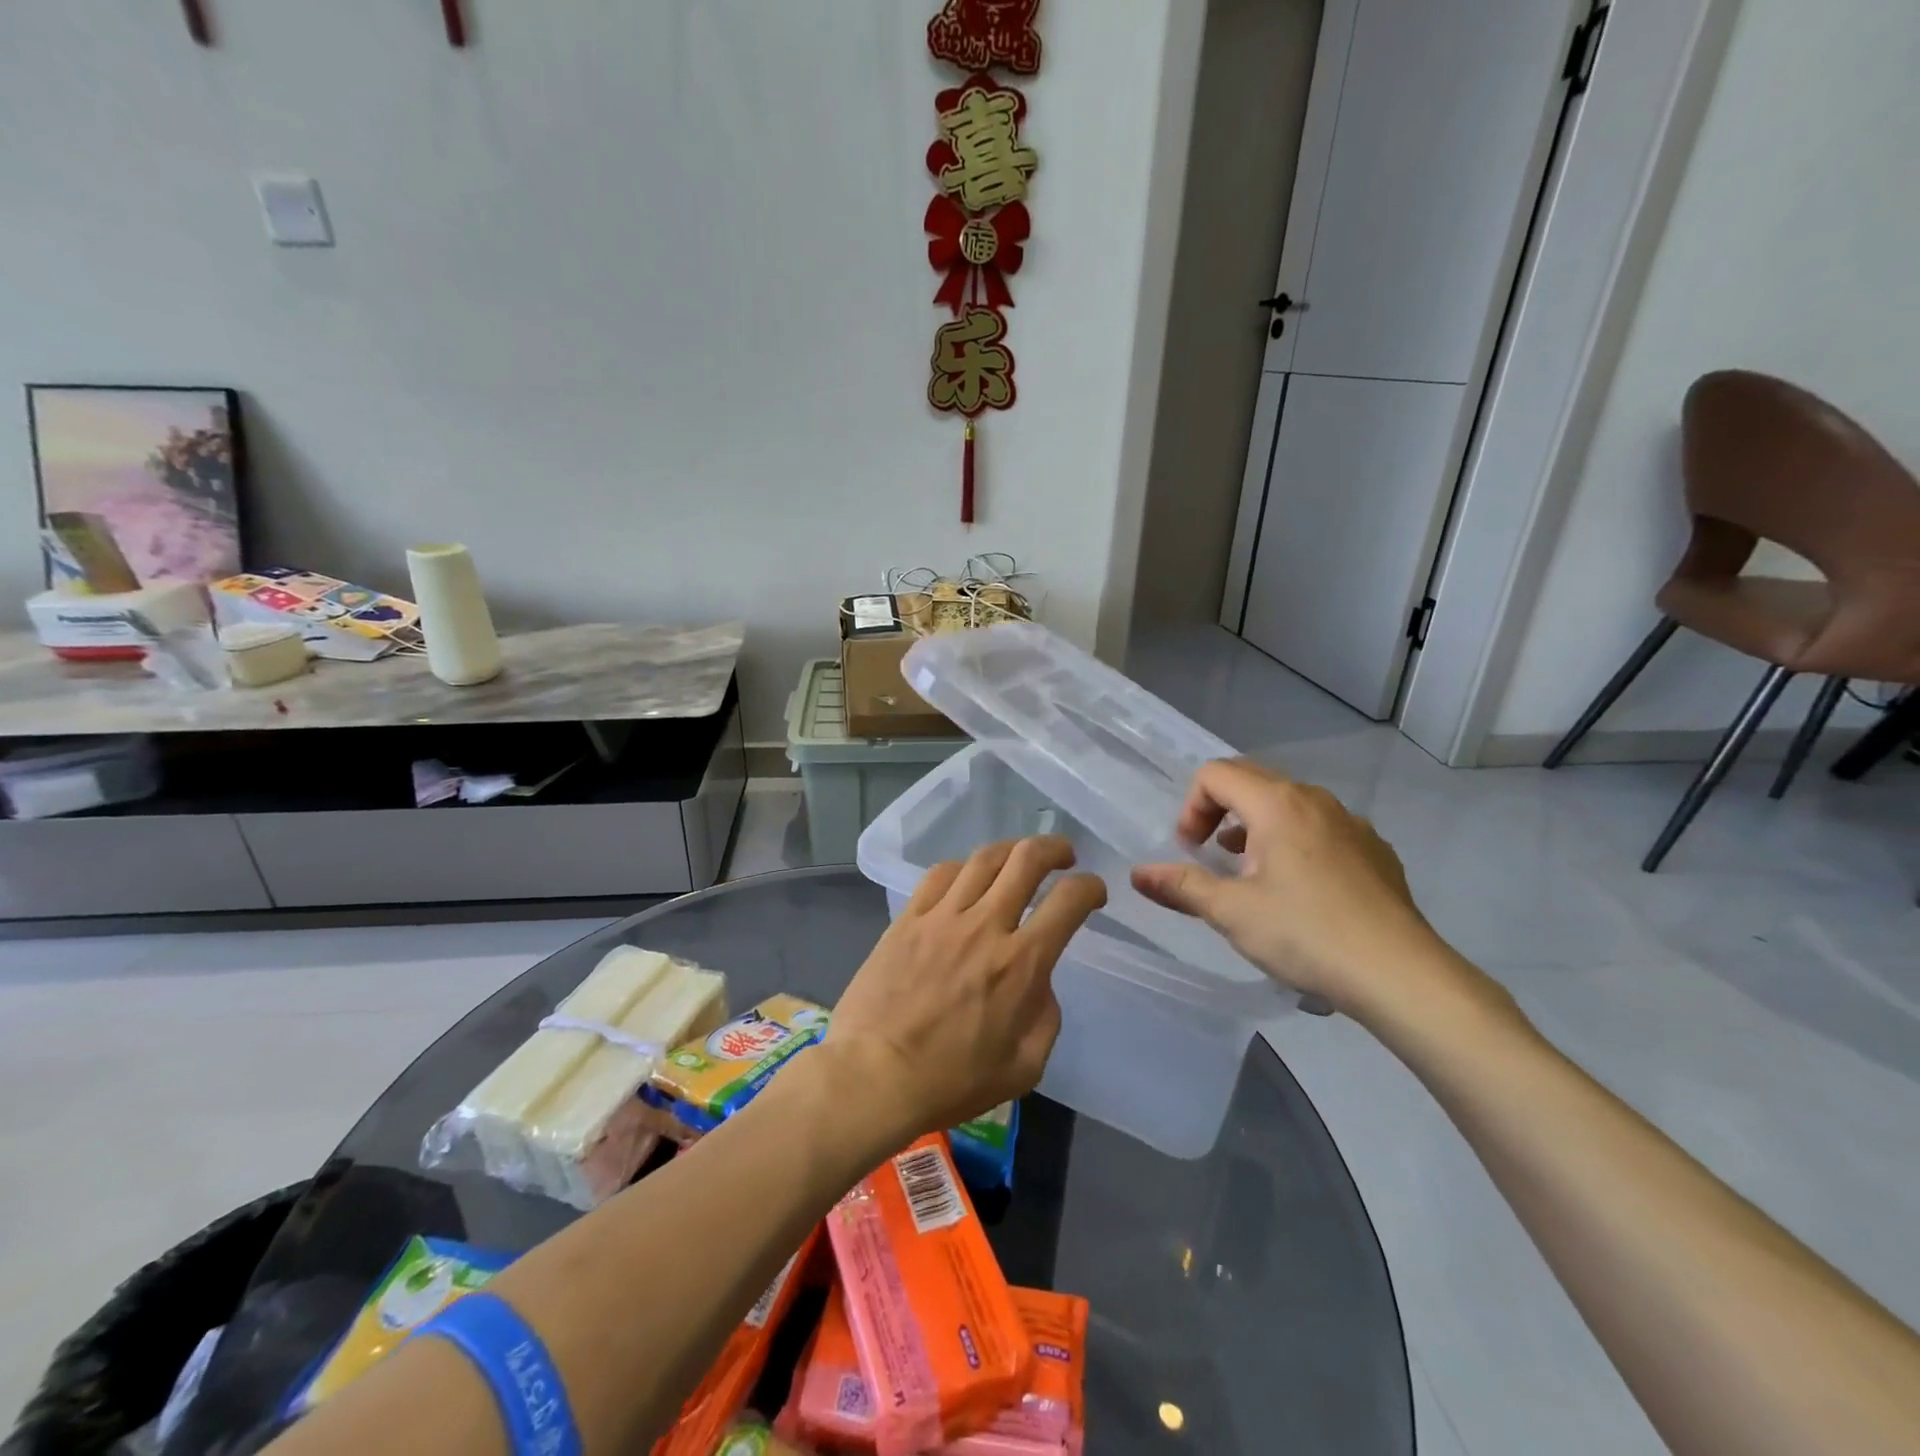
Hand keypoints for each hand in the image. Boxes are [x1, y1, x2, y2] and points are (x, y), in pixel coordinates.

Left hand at [830, 836, 1106, 1140]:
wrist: (875, 1076)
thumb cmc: (952, 1081)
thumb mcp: (1024, 1066)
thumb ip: (1045, 1016)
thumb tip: (1039, 981)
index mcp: (1021, 964)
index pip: (1068, 901)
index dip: (1090, 887)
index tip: (1094, 892)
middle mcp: (985, 926)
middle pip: (1026, 859)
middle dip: (1055, 848)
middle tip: (1064, 856)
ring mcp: (942, 917)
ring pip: (983, 858)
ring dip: (1011, 849)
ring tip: (1019, 857)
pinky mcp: (908, 918)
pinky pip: (940, 874)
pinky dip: (963, 867)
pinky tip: (967, 877)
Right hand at [1131, 760, 1476, 1024]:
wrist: (1402, 975)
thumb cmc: (1307, 935)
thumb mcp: (1232, 912)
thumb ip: (1182, 886)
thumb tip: (1138, 874)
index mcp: (1277, 804)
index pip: (1216, 774)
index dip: (1191, 807)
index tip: (1192, 850)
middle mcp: (1315, 800)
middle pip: (1251, 781)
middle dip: (1219, 812)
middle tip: (1212, 857)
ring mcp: (1351, 823)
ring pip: (1288, 805)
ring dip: (1256, 828)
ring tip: (1251, 876)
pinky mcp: (1375, 850)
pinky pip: (1320, 828)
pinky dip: (1294, 843)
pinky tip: (1300, 892)